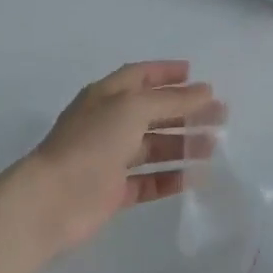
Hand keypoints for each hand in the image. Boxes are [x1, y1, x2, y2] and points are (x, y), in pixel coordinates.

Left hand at [11, 61, 222, 258]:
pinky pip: (148, 181)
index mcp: (107, 95)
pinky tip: (196, 178)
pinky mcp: (113, 191)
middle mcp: (108, 123)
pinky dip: (171, 178)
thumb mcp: (134, 108)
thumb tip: (205, 91)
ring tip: (214, 147)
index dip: (167, 72)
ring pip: (154, 147)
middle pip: (153, 112)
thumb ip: (172, 100)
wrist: (52, 200)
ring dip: (183, 144)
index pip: (140, 75)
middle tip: (220, 115)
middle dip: (186, 111)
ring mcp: (110, 158)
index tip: (196, 75)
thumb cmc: (92, 142)